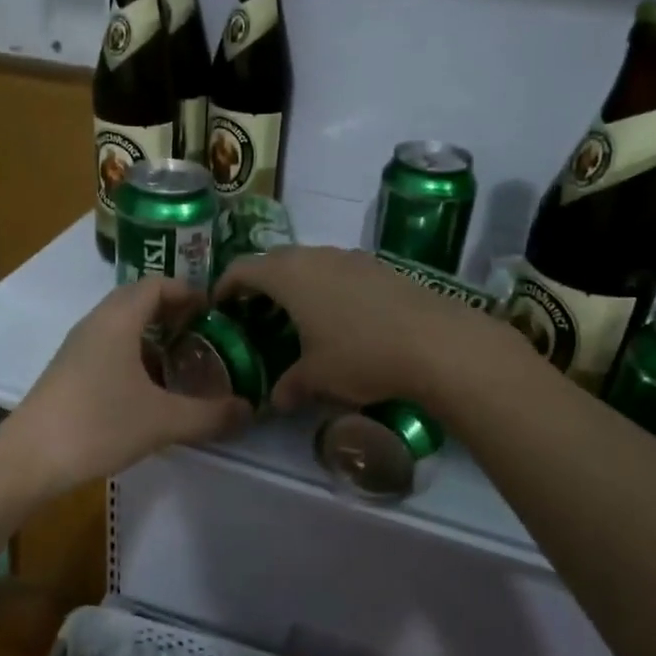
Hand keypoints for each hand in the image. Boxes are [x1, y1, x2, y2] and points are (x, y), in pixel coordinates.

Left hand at [0, 278, 252, 496]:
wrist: (29, 459)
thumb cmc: (98, 425)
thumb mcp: (163, 421)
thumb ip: (210, 414)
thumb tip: (250, 410)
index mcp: (118, 319)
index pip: (157, 284)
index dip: (188, 291)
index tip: (215, 310)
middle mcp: (96, 323)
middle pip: (138, 301)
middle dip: (173, 313)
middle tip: (204, 334)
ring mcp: (78, 347)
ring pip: (122, 326)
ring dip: (153, 337)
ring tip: (182, 363)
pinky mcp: (69, 371)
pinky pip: (108, 348)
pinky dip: (134, 356)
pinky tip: (149, 390)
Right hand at [216, 246, 495, 410]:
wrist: (437, 342)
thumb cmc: (361, 354)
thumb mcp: (318, 377)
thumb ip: (290, 385)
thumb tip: (277, 399)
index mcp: (289, 274)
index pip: (243, 268)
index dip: (225, 285)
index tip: (218, 306)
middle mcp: (316, 256)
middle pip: (275, 261)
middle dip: (260, 284)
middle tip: (254, 314)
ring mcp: (352, 258)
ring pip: (310, 264)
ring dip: (296, 285)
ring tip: (296, 318)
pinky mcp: (381, 267)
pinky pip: (339, 272)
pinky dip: (327, 289)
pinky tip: (339, 320)